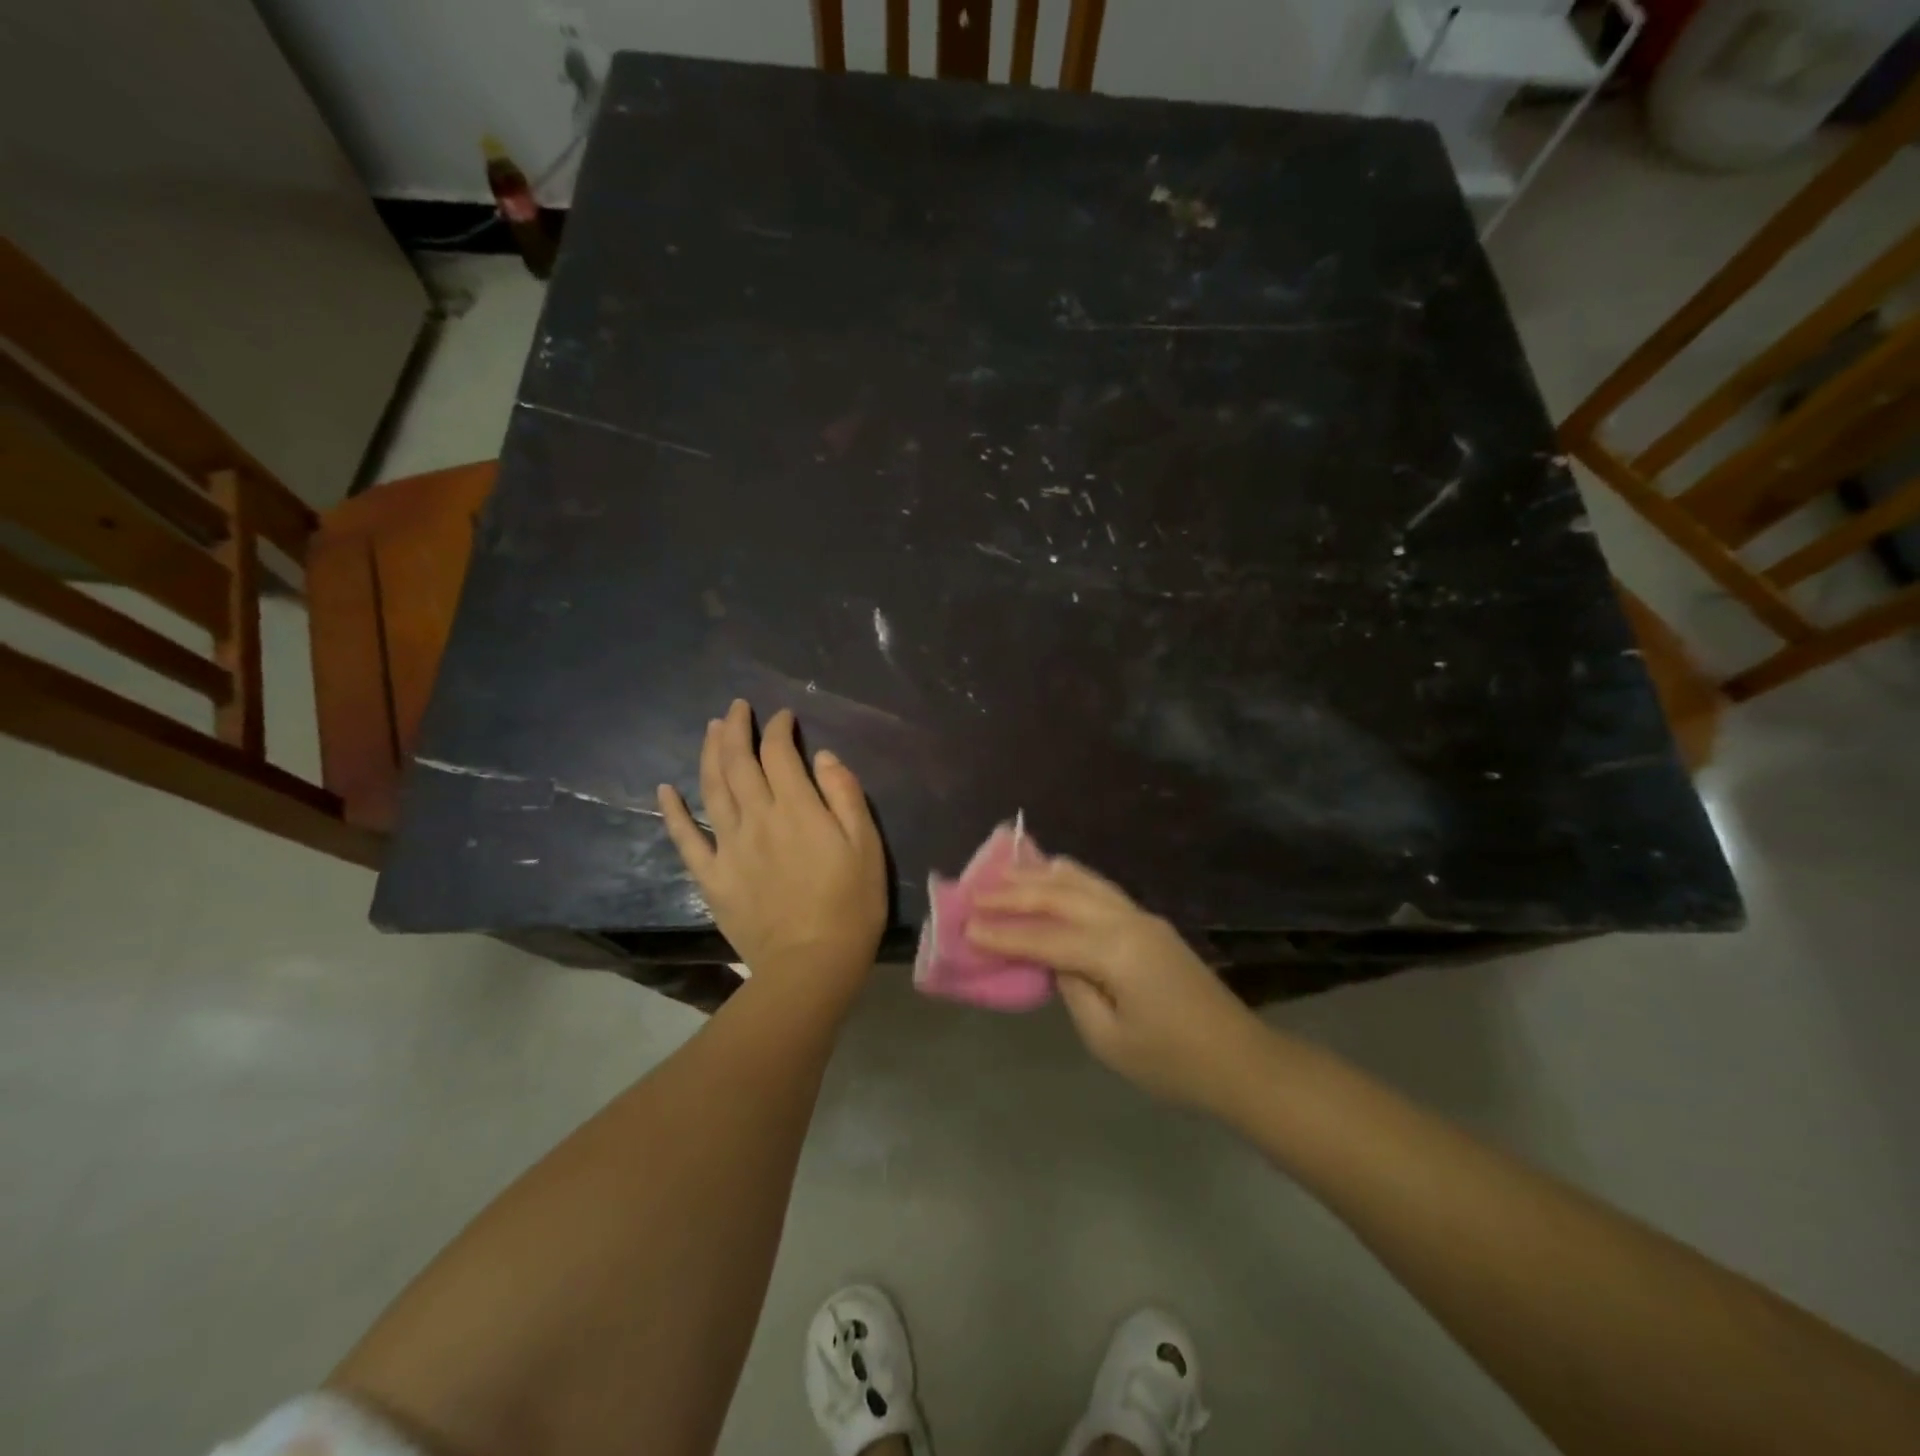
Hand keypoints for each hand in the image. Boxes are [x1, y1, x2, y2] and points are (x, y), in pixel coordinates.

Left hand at [657, 699, 886, 1002]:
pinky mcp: (712, 876)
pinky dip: (673, 812)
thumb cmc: (851, 904)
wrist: (811, 964)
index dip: (779, 729)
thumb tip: (822, 757)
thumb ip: (845, 795)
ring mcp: (729, 847)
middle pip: (738, 762)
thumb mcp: (866, 845)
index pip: (779, 754)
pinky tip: (665, 790)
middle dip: (736, 729)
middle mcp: (757, 818)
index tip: (783, 718)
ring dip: (708, 754)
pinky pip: (686, 839)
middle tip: (737, 708)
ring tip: (710, 729)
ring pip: (711, 789)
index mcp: (797, 809)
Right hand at [968, 859, 1266, 1112]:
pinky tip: (1053, 877)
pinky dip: (1069, 880)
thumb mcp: (1108, 1038)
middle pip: (1062, 895)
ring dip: (1042, 875)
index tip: (967, 926)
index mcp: (1116, 951)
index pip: (1046, 937)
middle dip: (1016, 892)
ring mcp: (1142, 917)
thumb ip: (1073, 989)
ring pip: (1083, 882)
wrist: (1240, 1060)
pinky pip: (1100, 890)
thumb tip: (1055, 960)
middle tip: (976, 891)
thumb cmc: (1172, 1062)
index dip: (1004, 934)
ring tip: (1007, 868)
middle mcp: (1127, 921)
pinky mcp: (1149, 924)